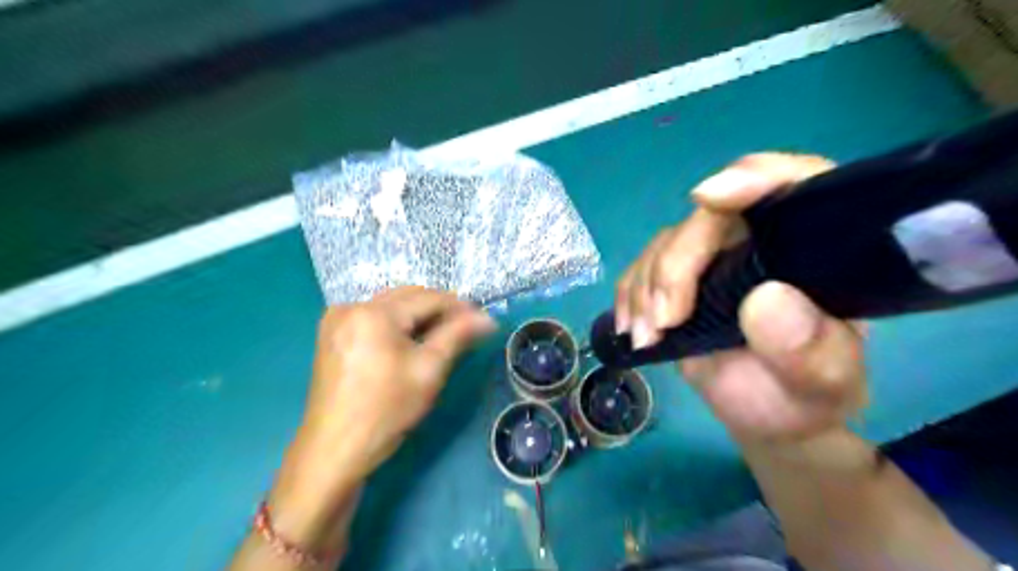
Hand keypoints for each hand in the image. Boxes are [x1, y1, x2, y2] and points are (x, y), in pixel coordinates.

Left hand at [267, 289, 495, 543]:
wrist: (333, 450)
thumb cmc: (386, 411)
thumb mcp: (428, 370)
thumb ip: (458, 335)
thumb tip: (487, 318)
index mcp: (374, 313)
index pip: (428, 298)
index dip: (460, 307)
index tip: (483, 320)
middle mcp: (352, 306)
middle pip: (407, 297)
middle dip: (439, 310)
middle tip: (466, 329)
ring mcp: (337, 320)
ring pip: (391, 306)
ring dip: (418, 316)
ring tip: (443, 336)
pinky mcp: (332, 335)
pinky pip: (374, 318)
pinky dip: (397, 325)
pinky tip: (411, 342)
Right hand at [612, 153, 865, 443]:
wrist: (767, 413)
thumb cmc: (805, 396)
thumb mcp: (822, 383)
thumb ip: (809, 348)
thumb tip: (766, 298)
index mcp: (812, 249)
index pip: (793, 185)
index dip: (753, 177)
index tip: (708, 197)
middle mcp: (761, 240)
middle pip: (709, 218)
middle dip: (676, 265)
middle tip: (664, 321)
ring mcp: (714, 257)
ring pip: (668, 243)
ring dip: (647, 288)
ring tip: (648, 338)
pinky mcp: (678, 278)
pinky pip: (642, 267)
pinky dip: (629, 295)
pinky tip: (631, 328)